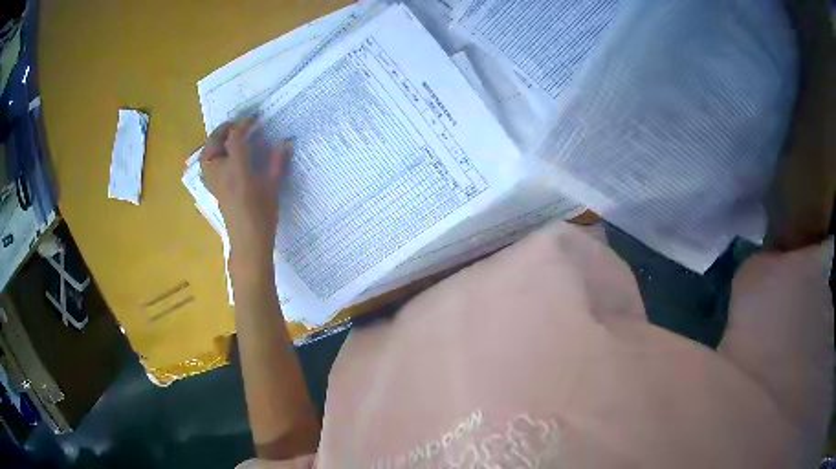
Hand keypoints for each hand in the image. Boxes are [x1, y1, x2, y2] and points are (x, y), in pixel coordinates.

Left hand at [200, 119, 291, 261]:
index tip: (254, 119)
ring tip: (228, 138)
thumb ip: (277, 162)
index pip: (235, 138)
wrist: (247, 241)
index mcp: (237, 169)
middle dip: (224, 130)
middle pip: (214, 143)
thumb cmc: (262, 215)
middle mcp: (220, 172)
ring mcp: (214, 181)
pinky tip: (222, 157)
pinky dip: (211, 156)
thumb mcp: (273, 187)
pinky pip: (206, 166)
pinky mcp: (212, 189)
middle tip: (237, 125)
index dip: (243, 125)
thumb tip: (286, 142)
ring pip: (206, 155)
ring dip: (215, 142)